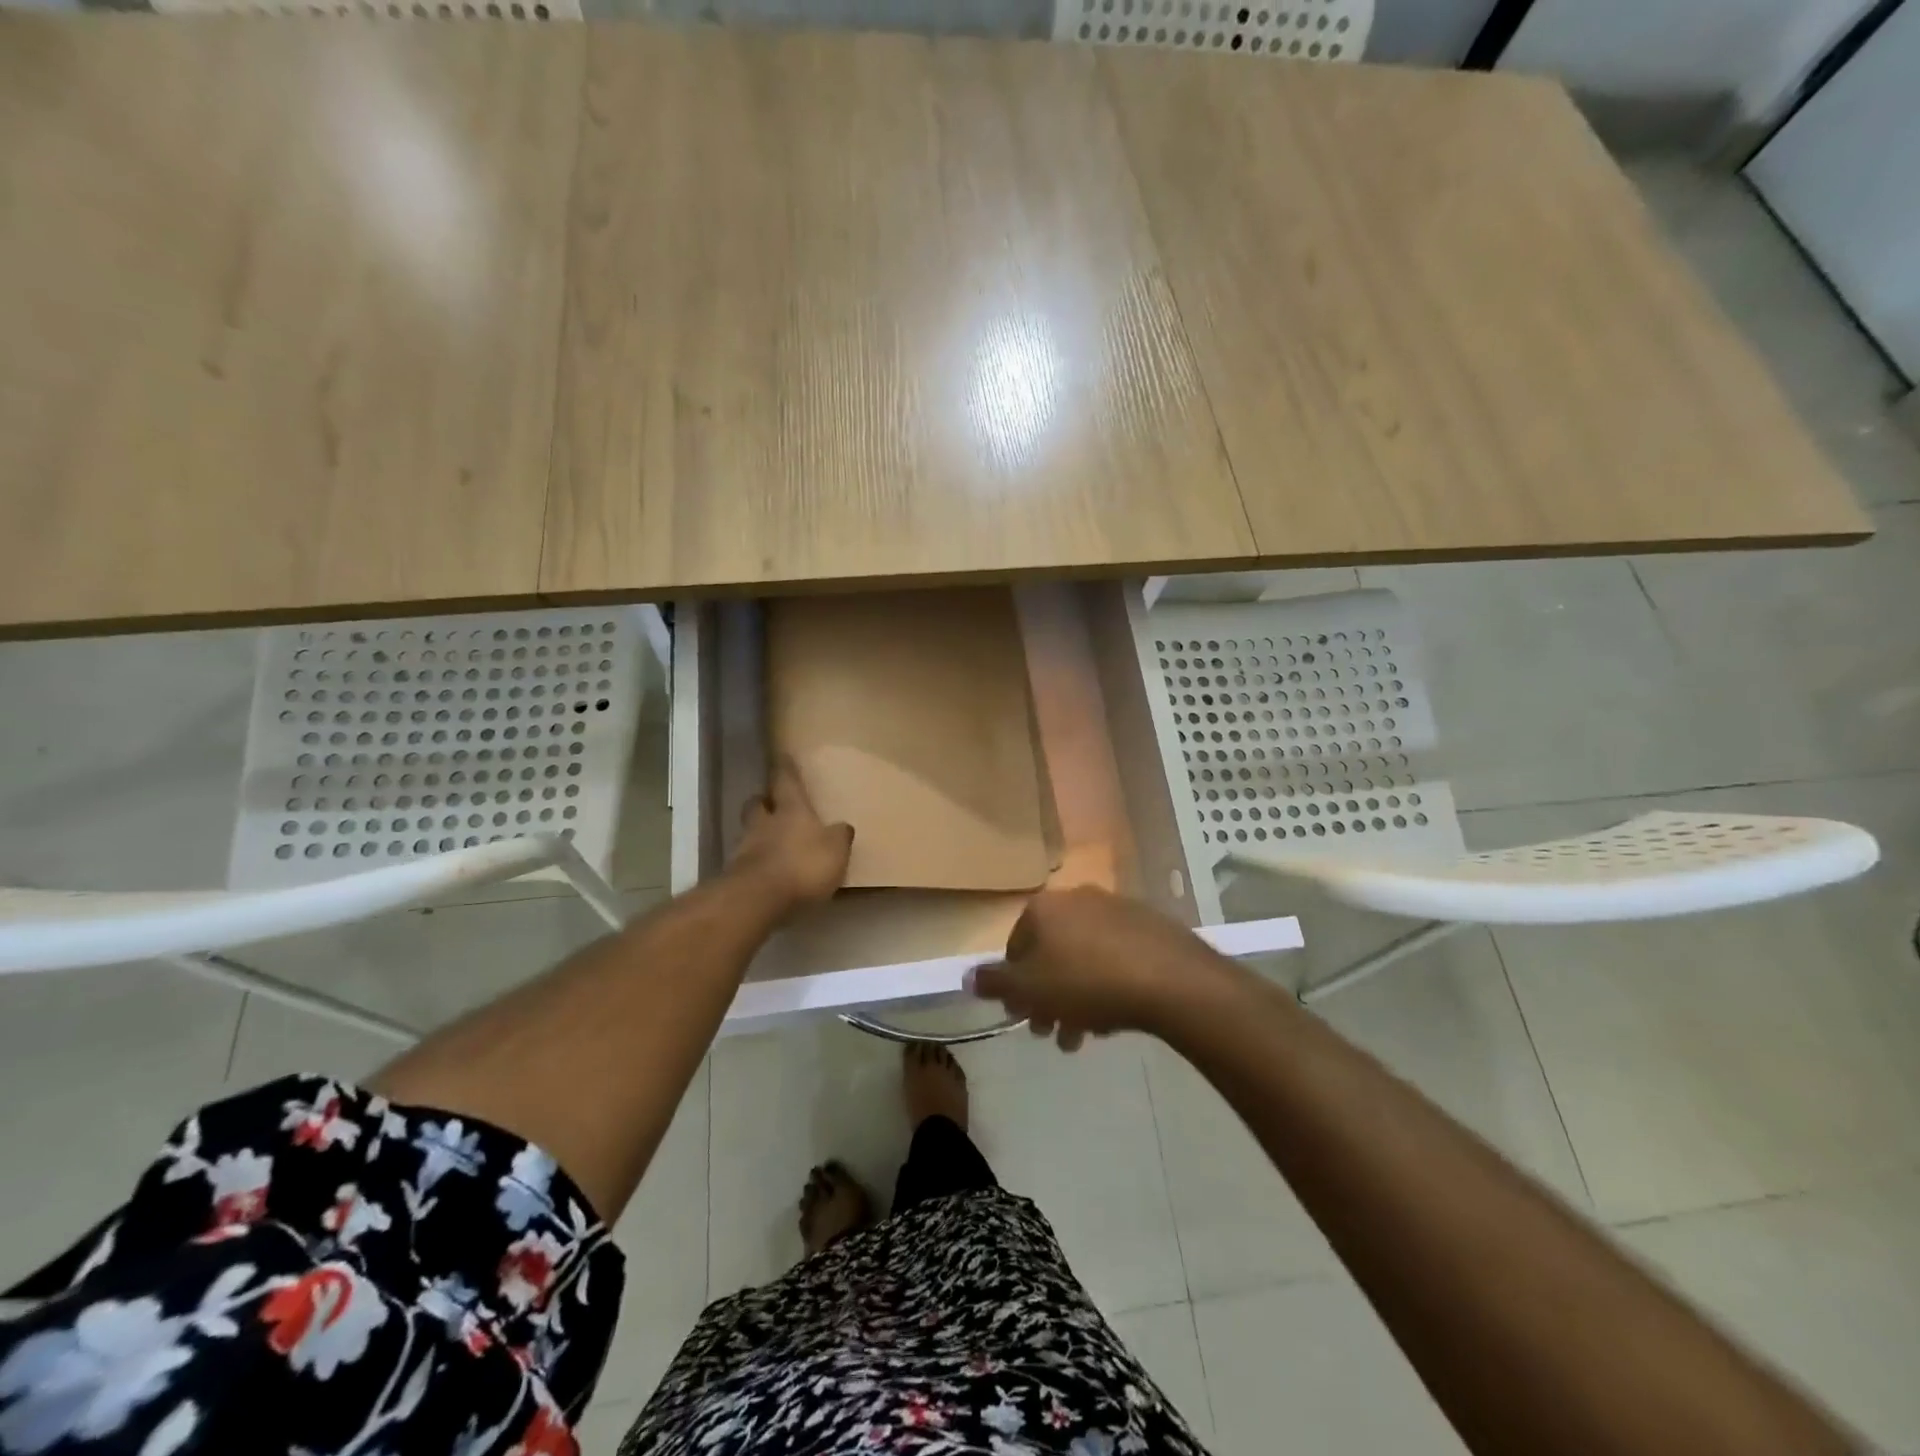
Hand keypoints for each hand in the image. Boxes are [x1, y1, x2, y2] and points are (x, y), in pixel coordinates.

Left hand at [730, 758, 853, 914]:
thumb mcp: (835, 850)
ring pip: (749, 831)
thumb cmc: (802, 865)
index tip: (782, 756)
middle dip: (764, 801)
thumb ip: (839, 837)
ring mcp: (746, 847)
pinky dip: (756, 860)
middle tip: (771, 802)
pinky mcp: (736, 874)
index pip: (786, 781)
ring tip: (771, 840)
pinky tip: (766, 870)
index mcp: (791, 810)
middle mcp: (765, 823)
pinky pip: (747, 859)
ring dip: (758, 832)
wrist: (758, 898)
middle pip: (758, 804)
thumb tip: (843, 827)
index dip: (785, 769)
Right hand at [968, 887, 1245, 1050]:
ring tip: (1086, 1036)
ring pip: (1083, 958)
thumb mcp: (1030, 989)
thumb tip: (968, 976)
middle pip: (1051, 954)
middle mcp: (1077, 899)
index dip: (1015, 986)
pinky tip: (1116, 1016)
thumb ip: (995, 983)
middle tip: (1054, 1034)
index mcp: (1044, 907)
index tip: (1025, 1017)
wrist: (1171, 980)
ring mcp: (1116, 909)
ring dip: (1077, 998)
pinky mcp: (1148, 925)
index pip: (1015, 947)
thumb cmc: (1088, 982)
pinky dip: (1108, 984)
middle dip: (1048, 998)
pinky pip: (1115, 957)